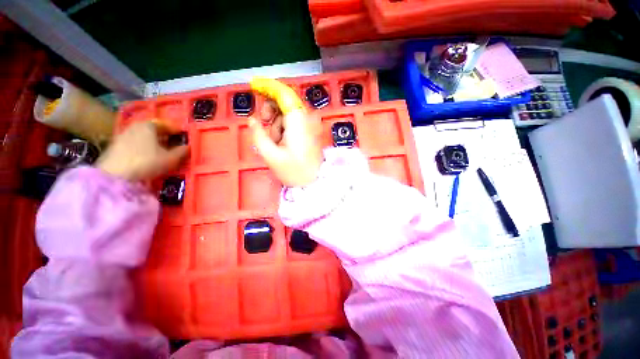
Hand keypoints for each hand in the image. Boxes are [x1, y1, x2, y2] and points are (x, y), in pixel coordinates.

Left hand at [96, 121, 188, 180]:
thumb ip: (182, 151)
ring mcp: (123, 135)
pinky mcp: (115, 146)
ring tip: (161, 153)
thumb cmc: (147, 162)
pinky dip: (143, 148)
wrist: (114, 175)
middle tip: (174, 146)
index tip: (184, 138)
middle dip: (165, 137)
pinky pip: (135, 143)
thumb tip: (188, 146)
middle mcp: (135, 126)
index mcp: (149, 125)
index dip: (177, 132)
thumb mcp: (171, 159)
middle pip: (154, 130)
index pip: (167, 125)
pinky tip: (147, 157)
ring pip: (144, 137)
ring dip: (154, 143)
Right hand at [248, 77, 322, 186]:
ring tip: (274, 142)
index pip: (284, 94)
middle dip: (271, 108)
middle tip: (263, 122)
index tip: (254, 86)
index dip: (268, 86)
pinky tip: (281, 142)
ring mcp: (310, 125)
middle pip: (286, 101)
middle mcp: (306, 119)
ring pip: (288, 113)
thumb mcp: (271, 156)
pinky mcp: (310, 131)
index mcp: (298, 122)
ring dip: (277, 122)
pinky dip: (284, 128)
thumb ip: (259, 135)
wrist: (315, 183)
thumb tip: (252, 120)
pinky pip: (293, 122)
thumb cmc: (295, 172)